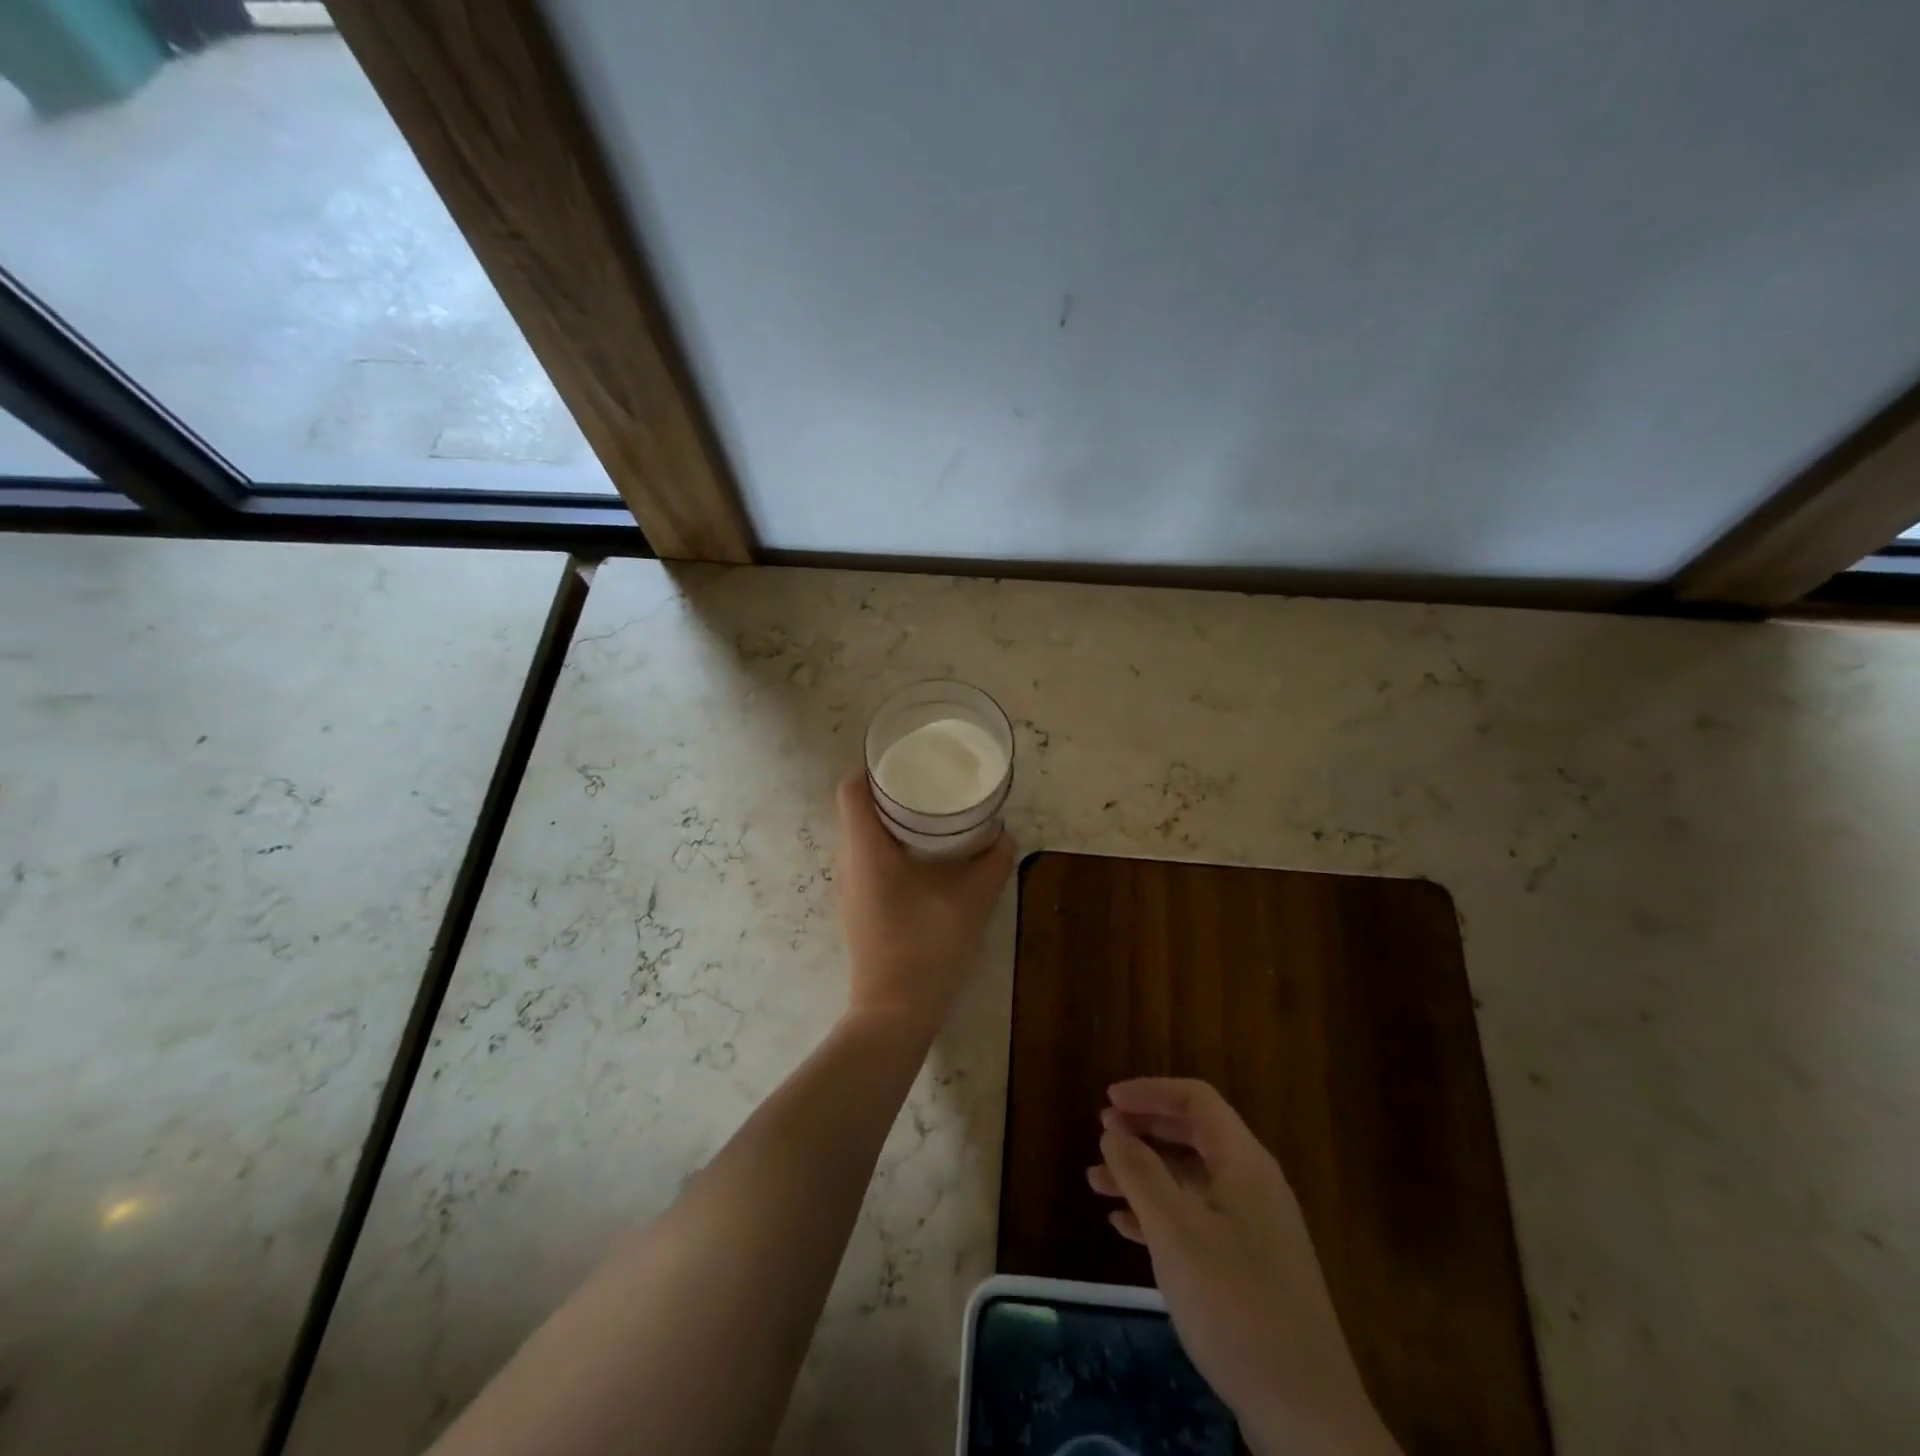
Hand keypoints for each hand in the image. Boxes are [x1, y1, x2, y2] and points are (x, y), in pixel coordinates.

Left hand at [833, 776, 1013, 1032]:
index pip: (851, 789)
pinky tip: (923, 858)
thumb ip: (992, 862)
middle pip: (856, 809)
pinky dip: (889, 847)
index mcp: (865, 849)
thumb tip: (1005, 835)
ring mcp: (848, 887)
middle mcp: (847, 862)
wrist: (894, 1013)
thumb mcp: (971, 900)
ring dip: (890, 822)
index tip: (909, 762)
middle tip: (930, 784)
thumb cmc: (927, 948)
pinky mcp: (856, 907)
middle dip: (890, 792)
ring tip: (930, 816)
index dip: (874, 768)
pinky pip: (865, 860)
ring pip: (861, 836)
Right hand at [1088, 1079, 1400, 1455]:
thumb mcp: (1176, 1233)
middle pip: (1193, 1135)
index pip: (1196, 1100)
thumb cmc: (1236, 1306)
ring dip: (1144, 1175)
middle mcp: (1252, 1185)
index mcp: (1244, 1163)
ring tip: (1097, 1184)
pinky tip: (1125, 1229)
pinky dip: (1159, 1214)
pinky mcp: (1249, 1267)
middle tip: (1101, 1135)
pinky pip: (1197, 1219)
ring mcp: (1254, 1228)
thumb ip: (1141, 1173)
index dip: (1150, 1092)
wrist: (1306, 1416)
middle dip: (1144, 1130)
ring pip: (1190, 1180)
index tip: (1108, 1101)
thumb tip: (1113, 1131)